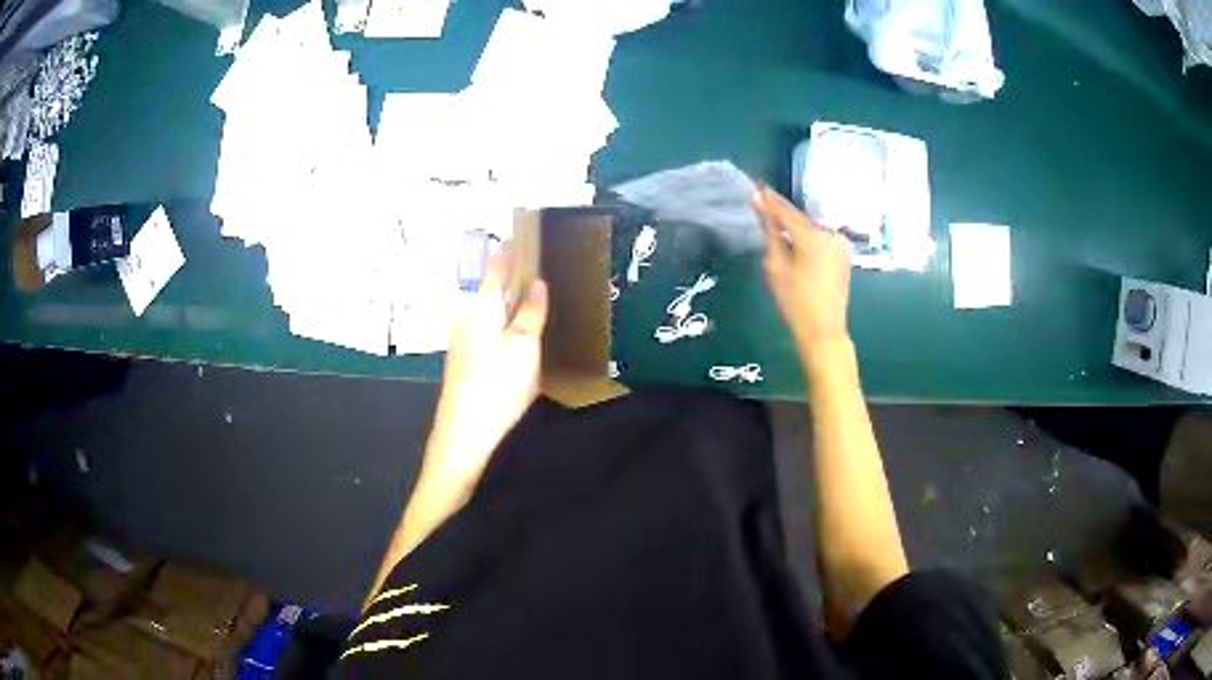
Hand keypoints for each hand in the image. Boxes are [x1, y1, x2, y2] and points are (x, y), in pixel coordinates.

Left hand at [424, 250, 547, 500]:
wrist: (464, 438)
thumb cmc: (496, 389)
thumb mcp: (523, 347)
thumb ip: (530, 311)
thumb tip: (537, 280)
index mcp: (481, 308)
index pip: (496, 266)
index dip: (510, 249)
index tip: (523, 231)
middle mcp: (468, 318)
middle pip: (492, 288)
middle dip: (512, 273)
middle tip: (539, 261)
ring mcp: (465, 342)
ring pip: (492, 310)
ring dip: (511, 299)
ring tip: (535, 293)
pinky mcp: (468, 362)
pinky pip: (491, 330)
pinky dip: (507, 322)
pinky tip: (520, 333)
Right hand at [752, 187, 852, 352]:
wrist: (824, 329)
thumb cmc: (795, 302)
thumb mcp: (775, 266)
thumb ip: (769, 233)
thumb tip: (759, 207)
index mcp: (812, 236)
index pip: (785, 211)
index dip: (769, 200)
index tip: (755, 187)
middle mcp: (829, 233)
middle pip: (800, 218)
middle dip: (782, 213)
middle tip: (762, 205)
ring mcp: (840, 242)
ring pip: (810, 227)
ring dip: (794, 226)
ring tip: (776, 225)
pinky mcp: (843, 252)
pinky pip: (820, 237)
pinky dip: (806, 236)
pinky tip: (794, 241)